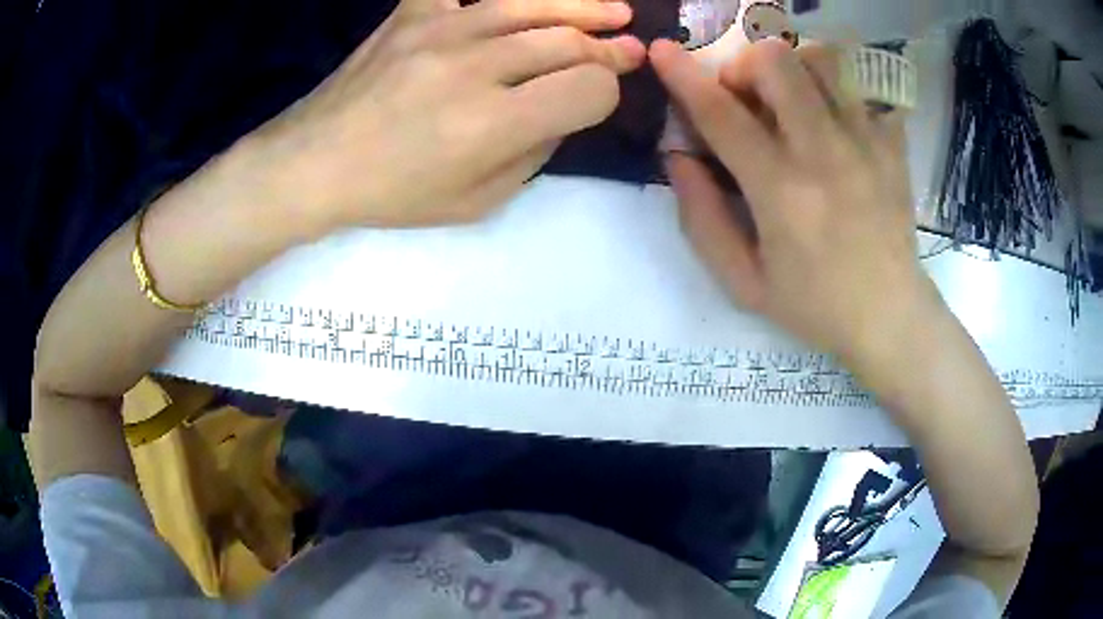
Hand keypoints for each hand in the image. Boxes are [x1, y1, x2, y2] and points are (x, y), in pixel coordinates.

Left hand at [251, 0, 644, 229]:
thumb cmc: (393, 193)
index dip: (607, 92)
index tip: (602, 97)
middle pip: (566, 42)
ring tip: (614, 10)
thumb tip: (564, 110)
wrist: (315, 162)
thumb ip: (534, 153)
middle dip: (609, 48)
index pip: (586, 89)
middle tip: (629, 47)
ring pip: (530, 5)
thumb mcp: (477, 202)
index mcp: (491, 123)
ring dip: (582, 7)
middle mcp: (473, 67)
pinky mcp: (412, 13)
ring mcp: (440, 30)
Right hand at [650, 38, 944, 375]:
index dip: (683, 75)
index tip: (662, 50)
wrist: (890, 317)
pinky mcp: (893, 145)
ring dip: (795, 68)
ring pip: (824, 60)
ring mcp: (866, 142)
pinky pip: (864, 87)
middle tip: (747, 97)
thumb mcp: (743, 282)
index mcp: (781, 190)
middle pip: (777, 62)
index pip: (722, 114)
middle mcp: (825, 152)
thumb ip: (701, 218)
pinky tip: (836, 120)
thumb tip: (677, 157)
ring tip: (793, 100)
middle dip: (747, 65)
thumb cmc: (815, 306)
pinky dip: (840, 89)